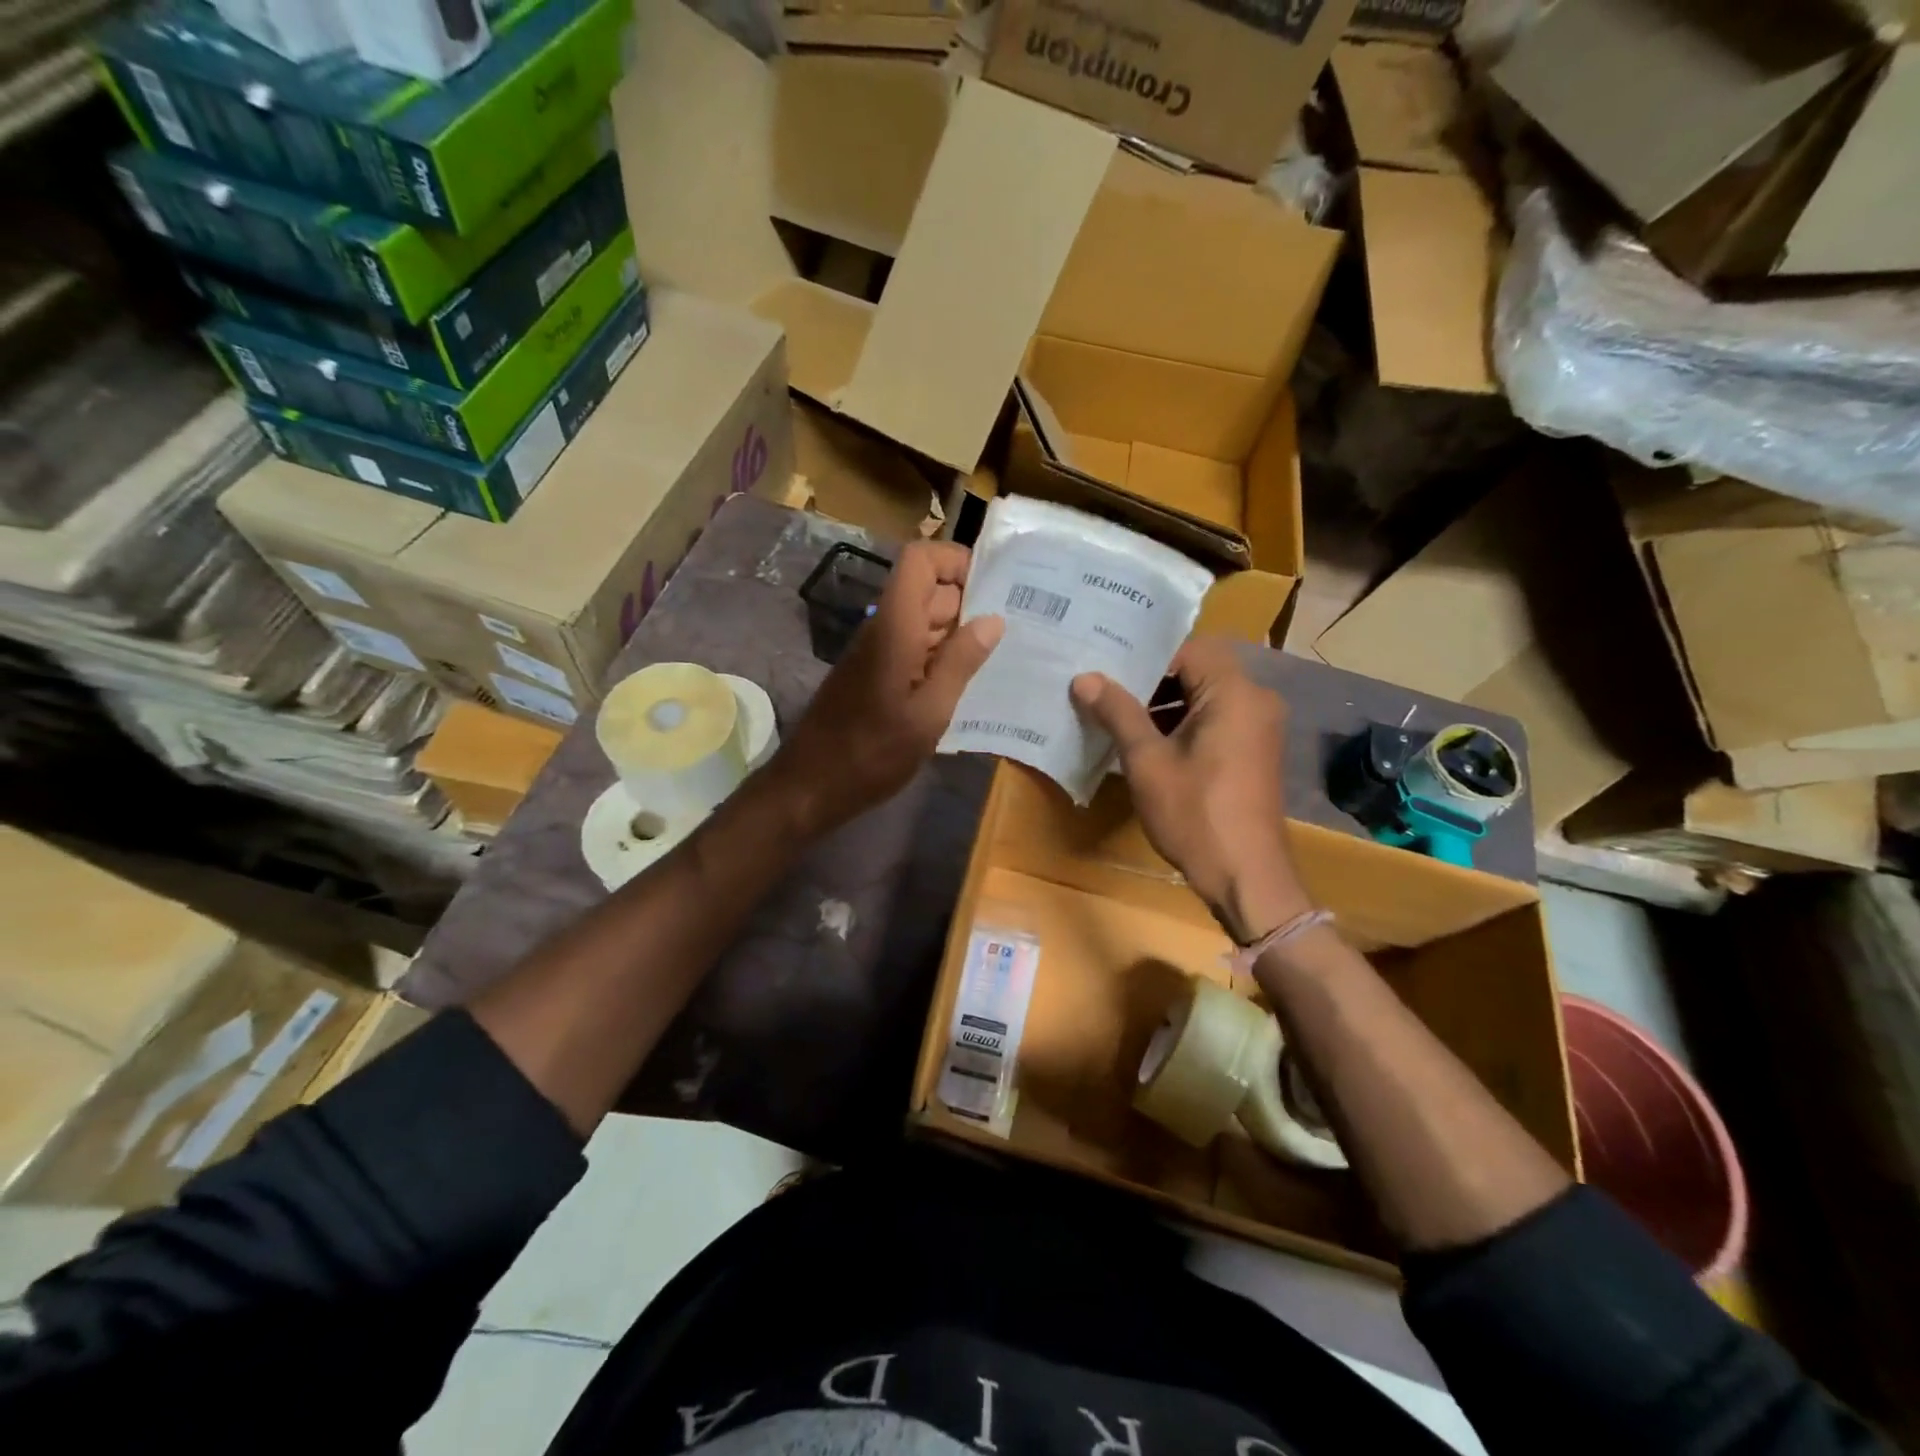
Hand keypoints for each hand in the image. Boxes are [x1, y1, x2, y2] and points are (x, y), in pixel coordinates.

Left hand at [768, 540, 1003, 837]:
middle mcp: (883, 628)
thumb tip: (992, 620)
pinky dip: (940, 657)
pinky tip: (966, 685)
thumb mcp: (929, 713)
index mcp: (895, 627)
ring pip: (923, 621)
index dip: (956, 560)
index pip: (920, 560)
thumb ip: (961, 663)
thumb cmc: (873, 753)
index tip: (994, 588)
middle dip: (970, 603)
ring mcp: (876, 652)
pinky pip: (913, 649)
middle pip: (928, 591)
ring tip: (999, 658)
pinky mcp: (874, 675)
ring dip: (958, 634)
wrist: (811, 786)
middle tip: (1015, 630)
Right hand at [1071, 638, 1310, 943]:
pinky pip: (1216, 720)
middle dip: (1150, 680)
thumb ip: (1118, 713)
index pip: (1188, 648)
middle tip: (1103, 687)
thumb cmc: (1195, 814)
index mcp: (1234, 693)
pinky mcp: (1254, 751)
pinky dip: (1183, 723)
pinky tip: (1147, 743)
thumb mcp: (1147, 761)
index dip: (1145, 655)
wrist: (1247, 877)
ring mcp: (1259, 727)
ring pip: (1205, 696)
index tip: (1106, 665)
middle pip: (1198, 670)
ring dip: (1165, 704)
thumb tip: (1084, 678)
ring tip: (1117, 716)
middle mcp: (1255, 700)